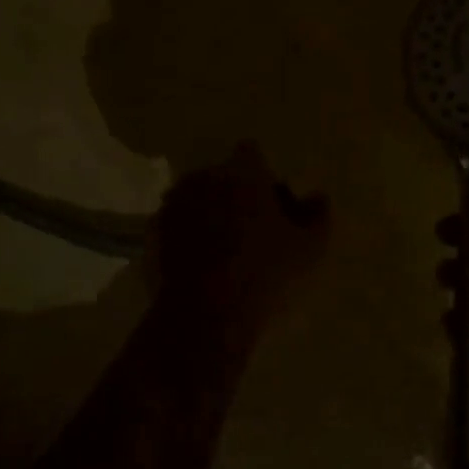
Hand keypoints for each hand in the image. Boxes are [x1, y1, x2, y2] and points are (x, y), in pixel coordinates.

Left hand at [150, 144, 328, 339]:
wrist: (203, 315)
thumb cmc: (263, 273)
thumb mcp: (309, 249)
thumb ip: (318, 215)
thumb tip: (317, 197)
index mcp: (240, 171)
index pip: (252, 153)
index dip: (264, 176)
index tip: (273, 205)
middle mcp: (202, 177)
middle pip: (223, 177)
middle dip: (235, 196)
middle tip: (252, 233)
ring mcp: (172, 205)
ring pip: (197, 201)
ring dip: (209, 216)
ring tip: (225, 255)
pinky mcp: (151, 234)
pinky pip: (176, 228)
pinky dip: (187, 240)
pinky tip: (202, 270)